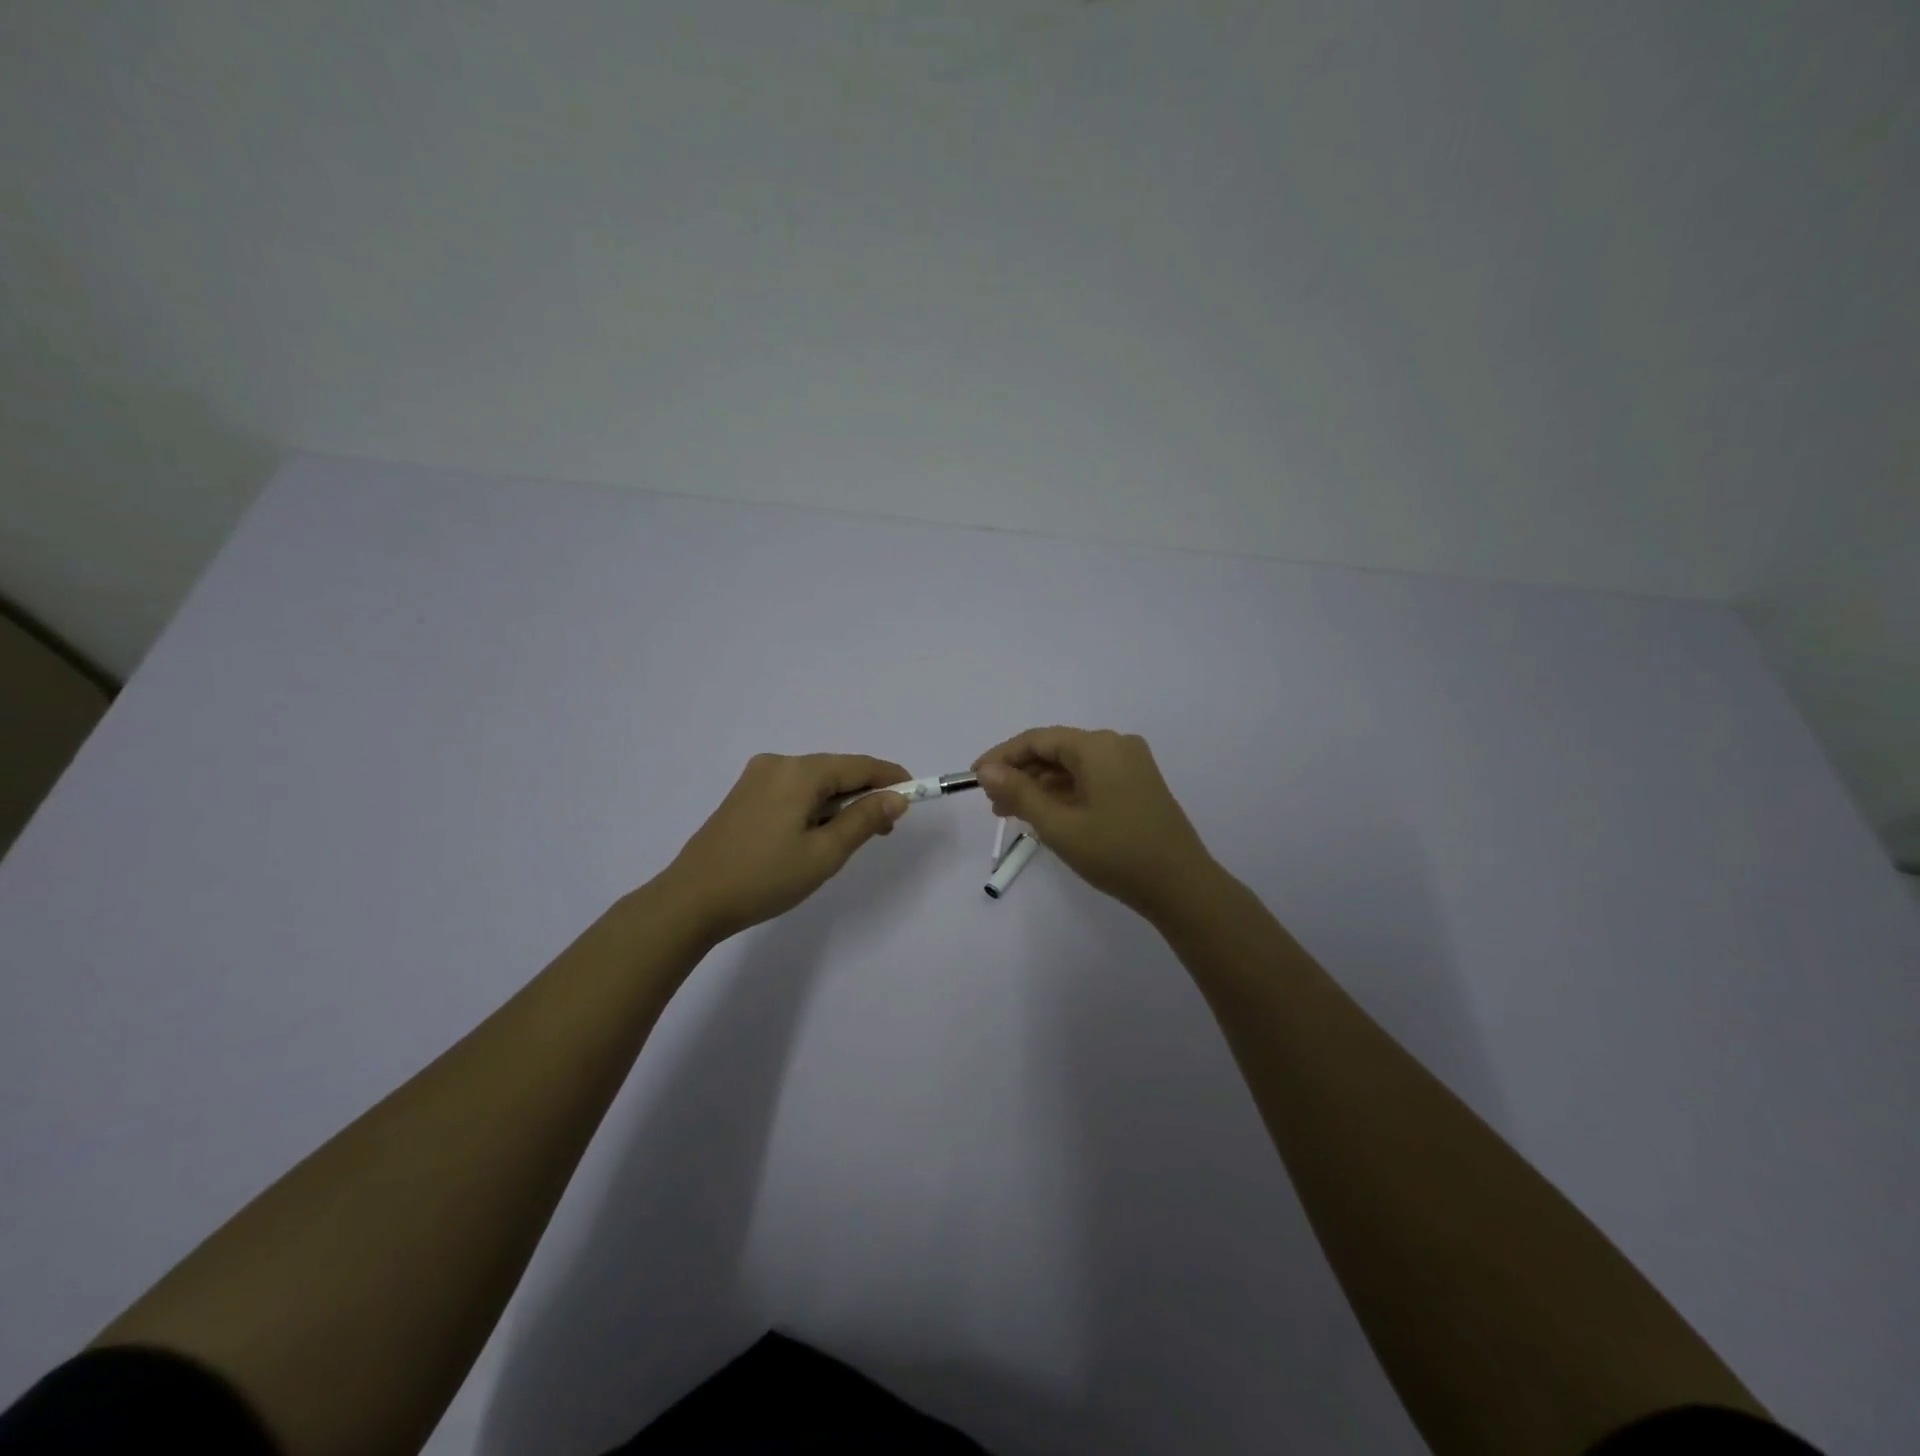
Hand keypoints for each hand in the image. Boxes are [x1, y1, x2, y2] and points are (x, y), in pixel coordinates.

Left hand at [658, 753, 909, 942]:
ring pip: (814, 783)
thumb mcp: (824, 853)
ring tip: (849, 840)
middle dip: (865, 795)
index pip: (859, 765)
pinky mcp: (743, 795)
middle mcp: (777, 764)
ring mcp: (756, 778)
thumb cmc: (764, 878)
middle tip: (884, 831)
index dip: (891, 778)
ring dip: (839, 804)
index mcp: (799, 772)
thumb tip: (897, 798)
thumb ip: (864, 820)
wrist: (692, 900)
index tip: (916, 796)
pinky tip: (815, 835)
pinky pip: (793, 791)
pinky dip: (814, 807)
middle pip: (836, 771)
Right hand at [973, 727, 1217, 922]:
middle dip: (1021, 773)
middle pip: (1056, 749)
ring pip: (1073, 765)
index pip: (1037, 739)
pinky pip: (1091, 777)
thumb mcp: (1058, 825)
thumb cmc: (1116, 853)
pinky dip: (1065, 792)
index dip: (1002, 756)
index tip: (974, 779)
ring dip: (1041, 785)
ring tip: (1013, 813)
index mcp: (1098, 746)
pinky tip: (1047, 814)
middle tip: (992, 803)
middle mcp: (1116, 745)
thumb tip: (987, 770)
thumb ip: (1019, 793)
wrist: (1181, 886)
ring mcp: (1131, 764)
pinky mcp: (1138, 784)